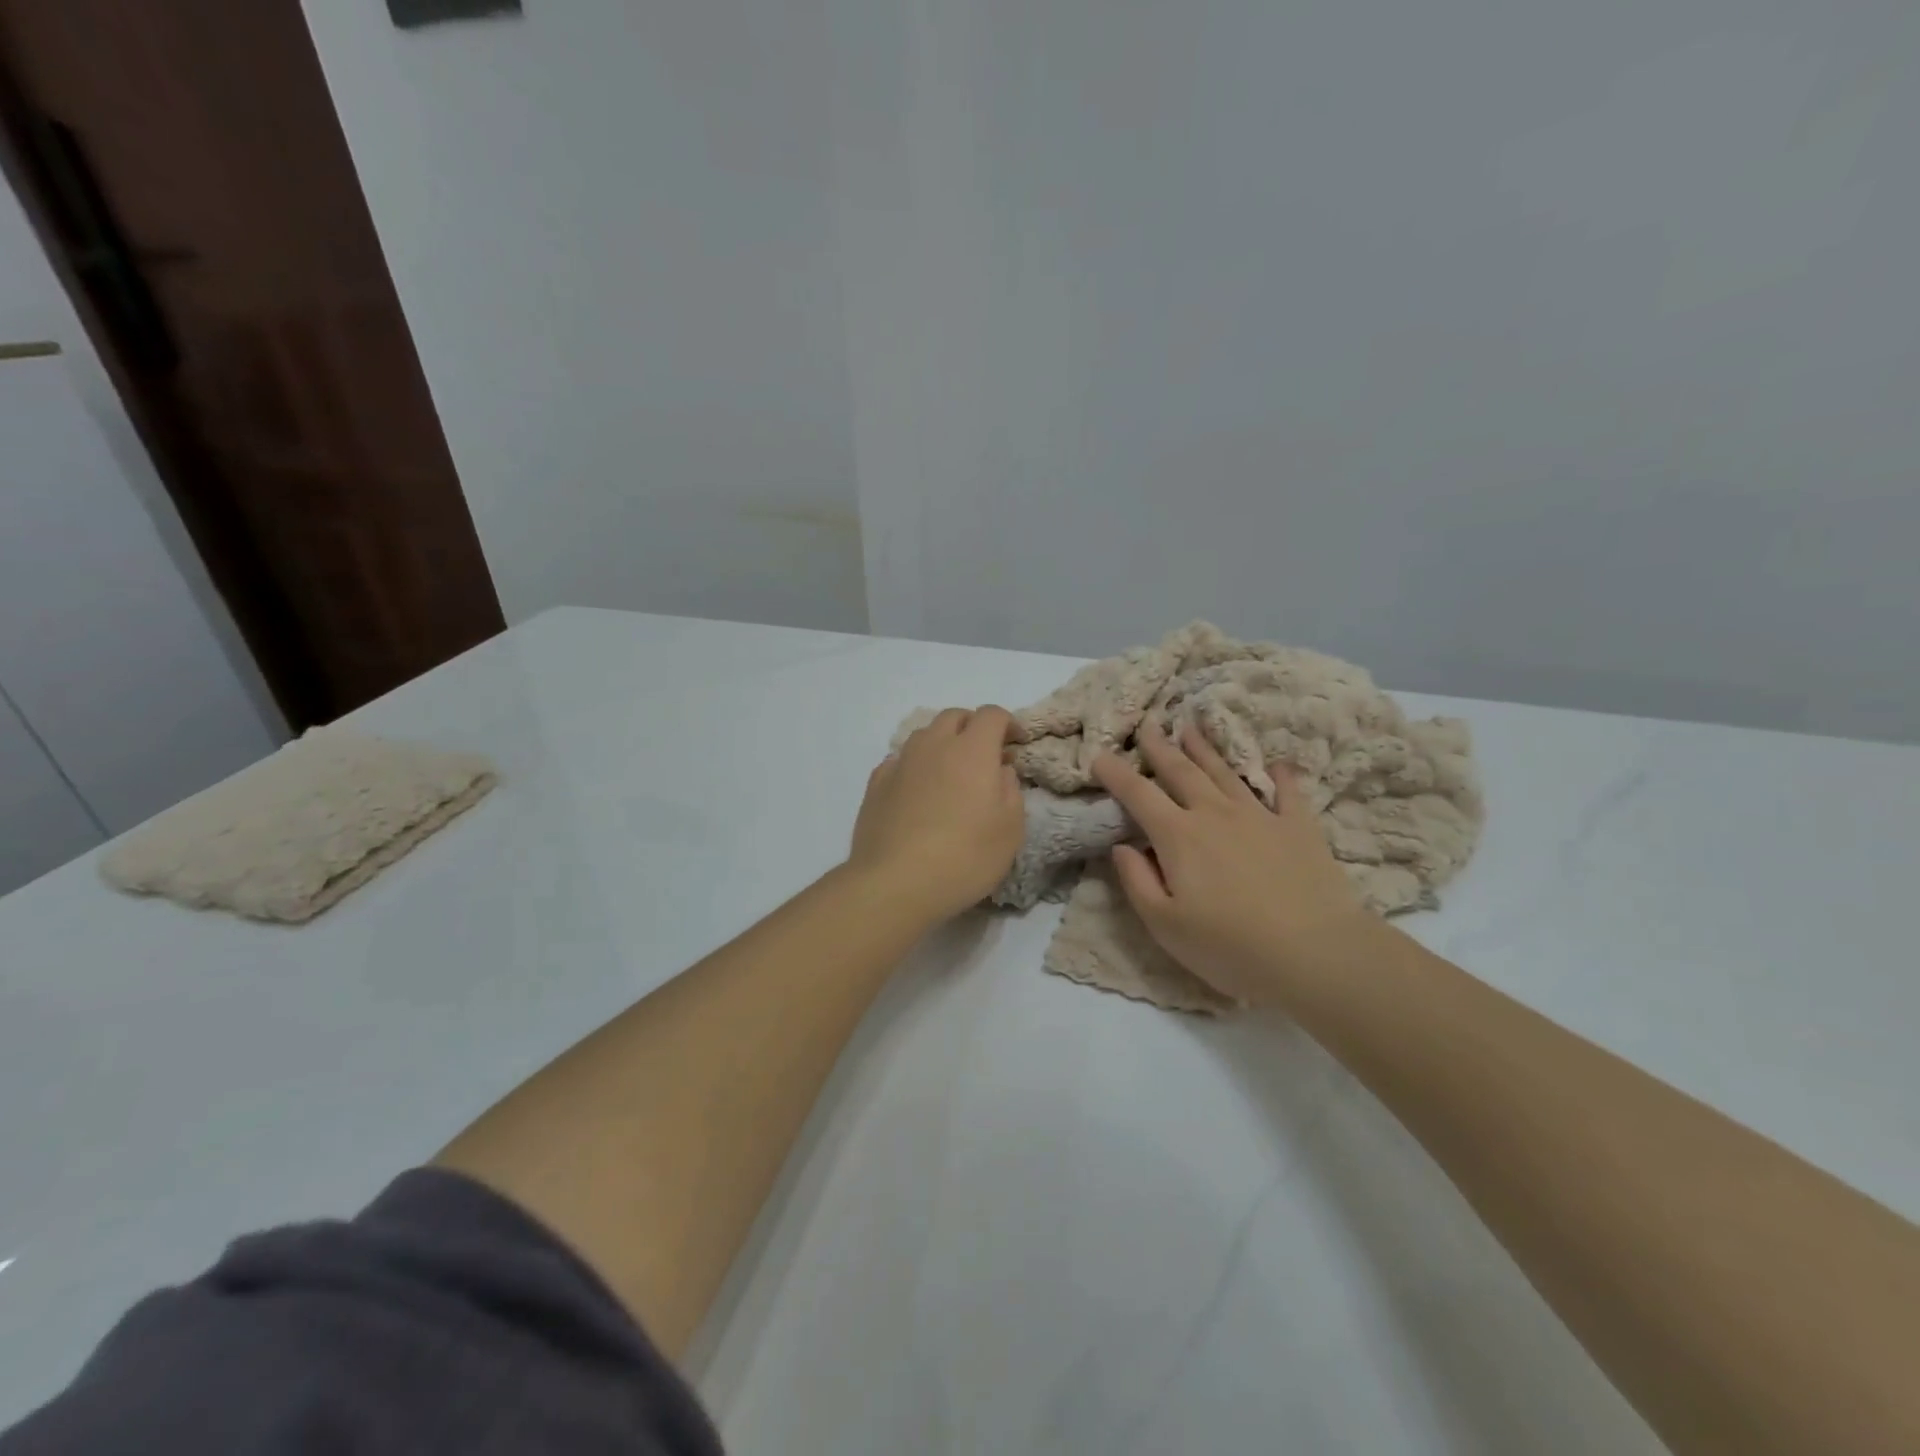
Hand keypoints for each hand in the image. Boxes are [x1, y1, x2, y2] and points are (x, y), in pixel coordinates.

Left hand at [847, 706, 1024, 923]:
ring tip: (950, 774)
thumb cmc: (964, 857)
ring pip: (924, 735)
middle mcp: (934, 746)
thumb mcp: (1010, 829)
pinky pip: (900, 760)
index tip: (1016, 745)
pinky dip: (915, 765)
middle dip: (973, 727)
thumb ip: (1010, 790)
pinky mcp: (876, 784)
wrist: (895, 883)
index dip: (1008, 723)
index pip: (992, 715)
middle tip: (984, 757)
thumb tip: (1000, 771)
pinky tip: (918, 791)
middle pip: (954, 716)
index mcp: (972, 751)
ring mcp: (901, 763)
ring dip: (942, 743)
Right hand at [1092, 722, 1376, 1004]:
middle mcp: (1215, 814)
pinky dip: (1280, 775)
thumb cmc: (1230, 946)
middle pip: (1181, 771)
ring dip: (1205, 750)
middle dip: (1160, 747)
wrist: (1315, 953)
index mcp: (1178, 836)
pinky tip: (1276, 764)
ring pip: (1225, 773)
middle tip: (1148, 725)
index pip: (1138, 795)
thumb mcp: (1165, 925)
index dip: (1116, 773)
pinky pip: (1287, 792)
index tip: (1099, 755)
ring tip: (1190, 728)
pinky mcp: (1299, 827)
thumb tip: (1121, 846)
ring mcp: (1260, 816)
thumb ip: (1137, 881)